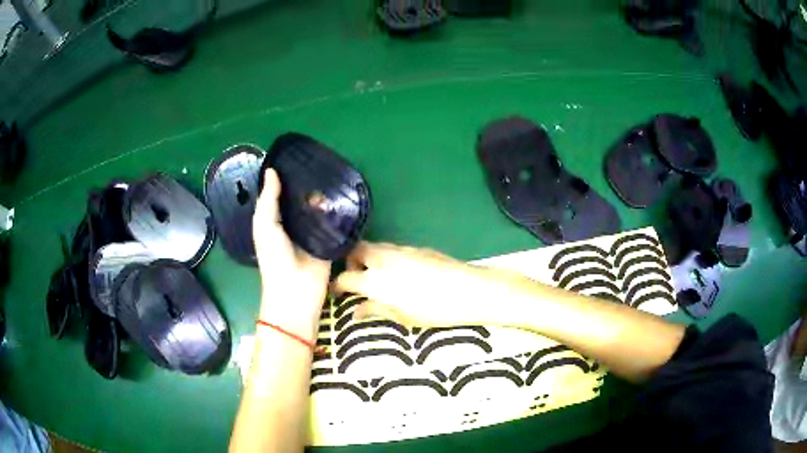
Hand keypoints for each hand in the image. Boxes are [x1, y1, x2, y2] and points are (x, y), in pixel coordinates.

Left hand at [253, 169, 330, 334]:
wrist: (296, 292)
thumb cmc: (274, 259)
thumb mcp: (265, 226)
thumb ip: (269, 200)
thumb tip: (272, 170)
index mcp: (275, 220)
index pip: (281, 194)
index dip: (286, 178)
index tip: (297, 156)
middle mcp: (294, 224)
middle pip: (301, 200)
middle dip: (308, 184)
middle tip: (320, 161)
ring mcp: (313, 233)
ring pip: (318, 209)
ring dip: (324, 196)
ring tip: (334, 173)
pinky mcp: (329, 241)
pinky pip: (332, 223)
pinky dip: (336, 211)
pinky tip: (344, 194)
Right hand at [333, 242, 522, 326]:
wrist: (467, 290)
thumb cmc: (432, 310)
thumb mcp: (401, 316)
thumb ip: (375, 309)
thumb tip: (356, 311)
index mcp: (374, 280)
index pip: (345, 278)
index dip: (337, 285)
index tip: (336, 292)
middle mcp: (383, 259)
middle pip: (356, 250)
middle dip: (350, 261)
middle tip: (357, 278)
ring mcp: (400, 250)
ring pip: (375, 246)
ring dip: (369, 257)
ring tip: (377, 275)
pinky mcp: (416, 247)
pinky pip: (392, 248)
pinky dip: (386, 257)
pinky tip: (398, 271)